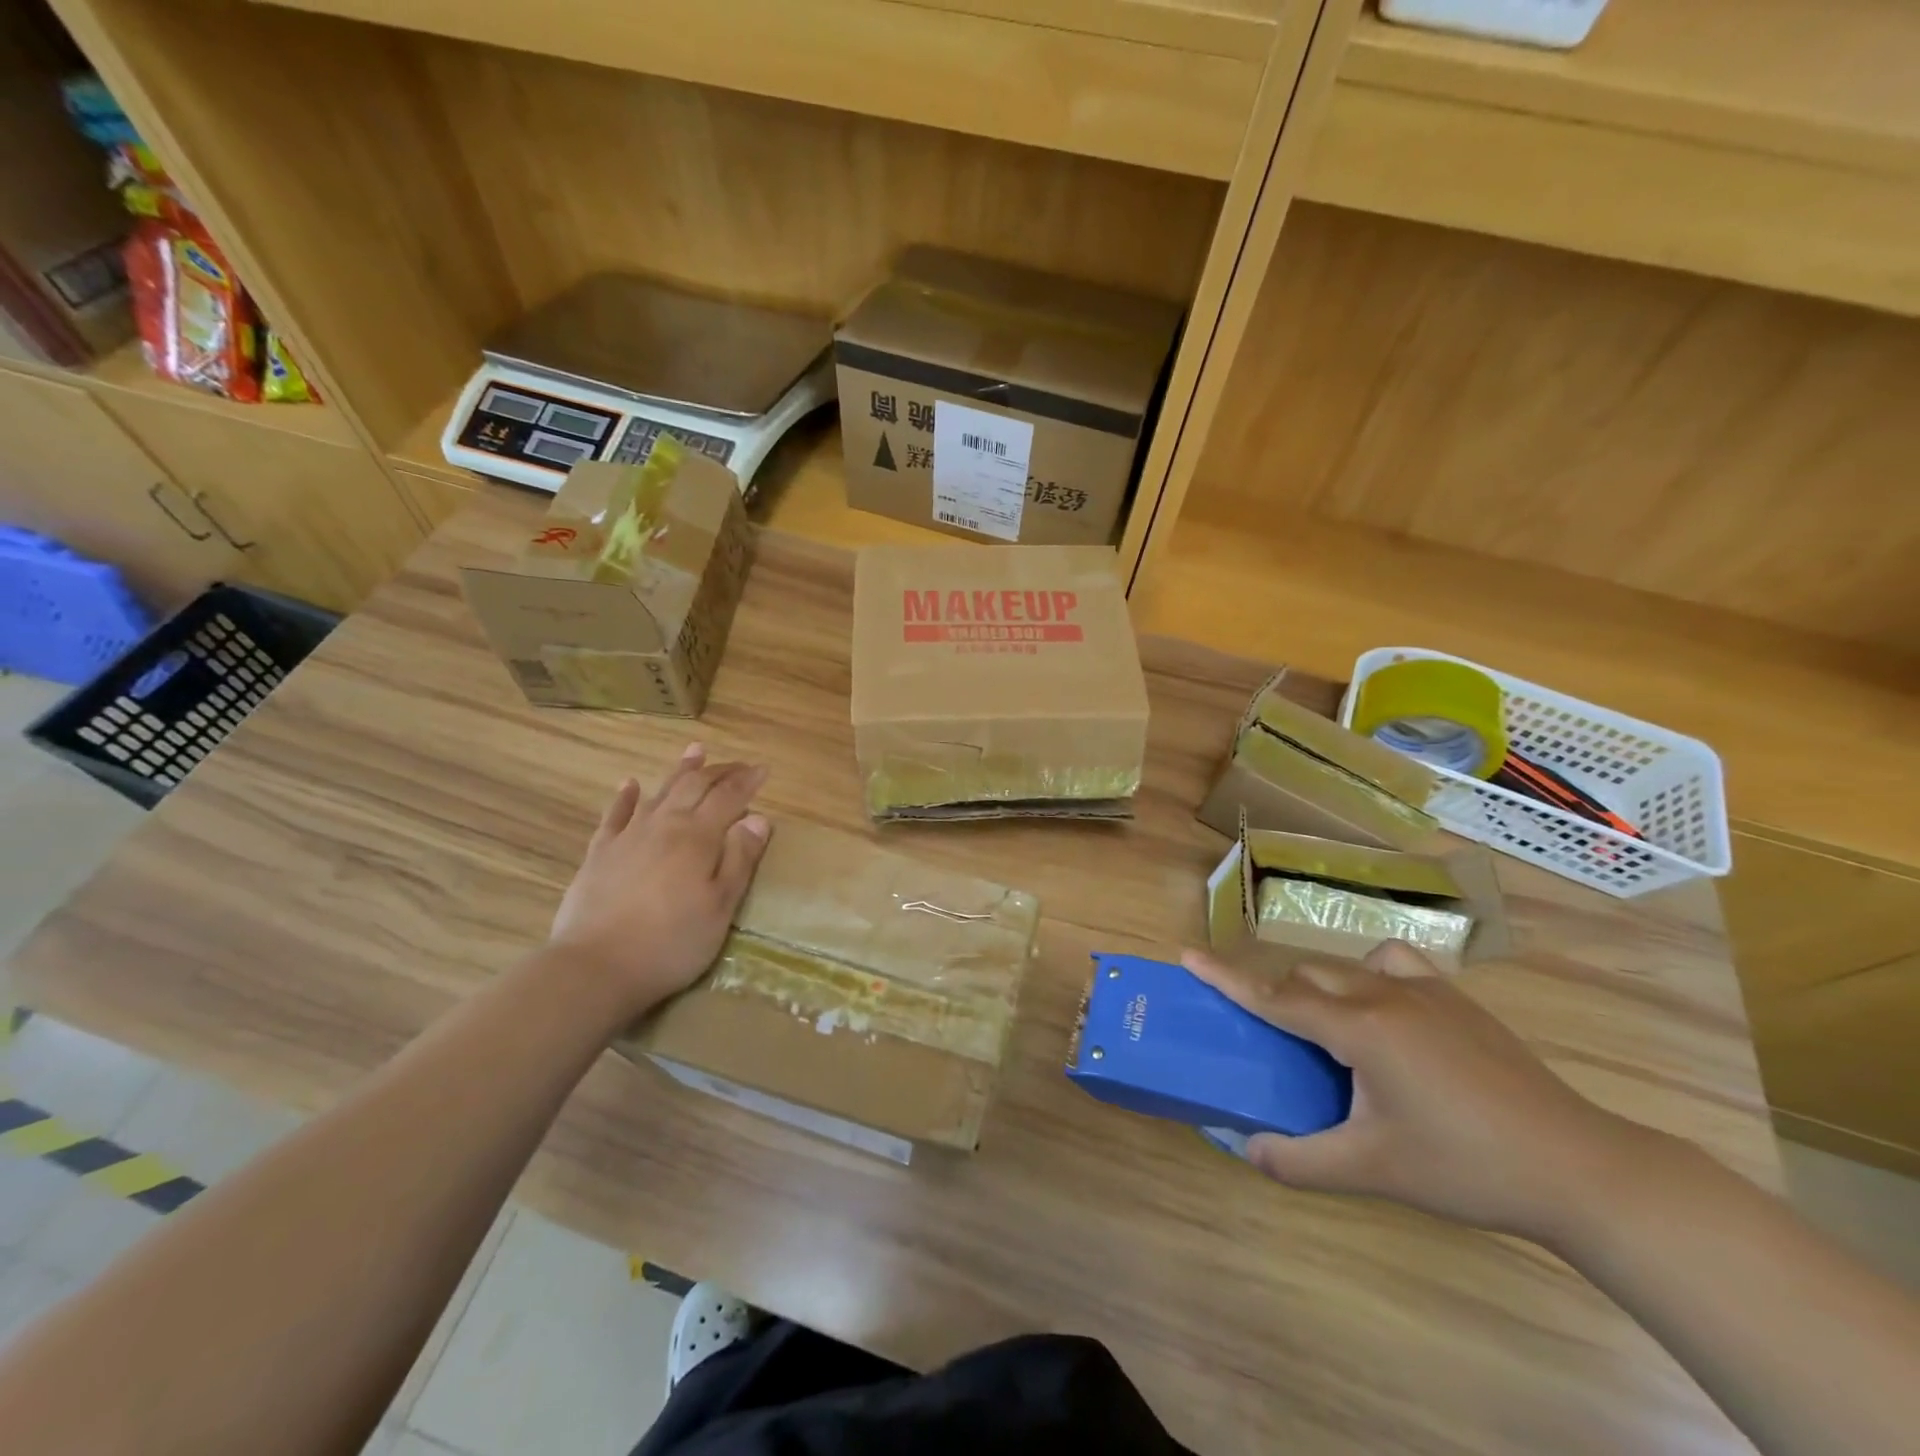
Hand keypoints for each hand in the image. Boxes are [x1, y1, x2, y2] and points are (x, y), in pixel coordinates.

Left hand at [550, 743, 771, 1019]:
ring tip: (695, 751)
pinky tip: (630, 784)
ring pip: (659, 792)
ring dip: (680, 771)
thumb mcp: (720, 907)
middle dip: (719, 771)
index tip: (763, 769)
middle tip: (738, 763)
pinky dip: (625, 796)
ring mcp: (628, 837)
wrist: (596, 967)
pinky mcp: (600, 854)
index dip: (748, 781)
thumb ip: (740, 859)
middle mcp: (664, 825)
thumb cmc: (672, 942)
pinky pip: (615, 815)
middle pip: (695, 787)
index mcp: (698, 837)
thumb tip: (758, 818)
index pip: (729, 798)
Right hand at [1185, 941, 1652, 1245]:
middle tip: (1271, 1038)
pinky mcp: (1457, 999)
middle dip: (1278, 998)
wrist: (1578, 1167)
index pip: (1275, 997)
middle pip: (1307, 978)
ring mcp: (1426, 990)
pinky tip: (1386, 1012)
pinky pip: (1395, 964)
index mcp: (1359, 1028)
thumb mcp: (1374, 1171)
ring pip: (1346, 967)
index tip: (1187, 955)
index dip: (1226, 978)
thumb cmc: (1466, 1166)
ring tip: (1329, 1031)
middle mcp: (1384, 993)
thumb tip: (1245, 1150)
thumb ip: (1300, 1160)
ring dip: (1321, 988)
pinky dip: (1371, 976)